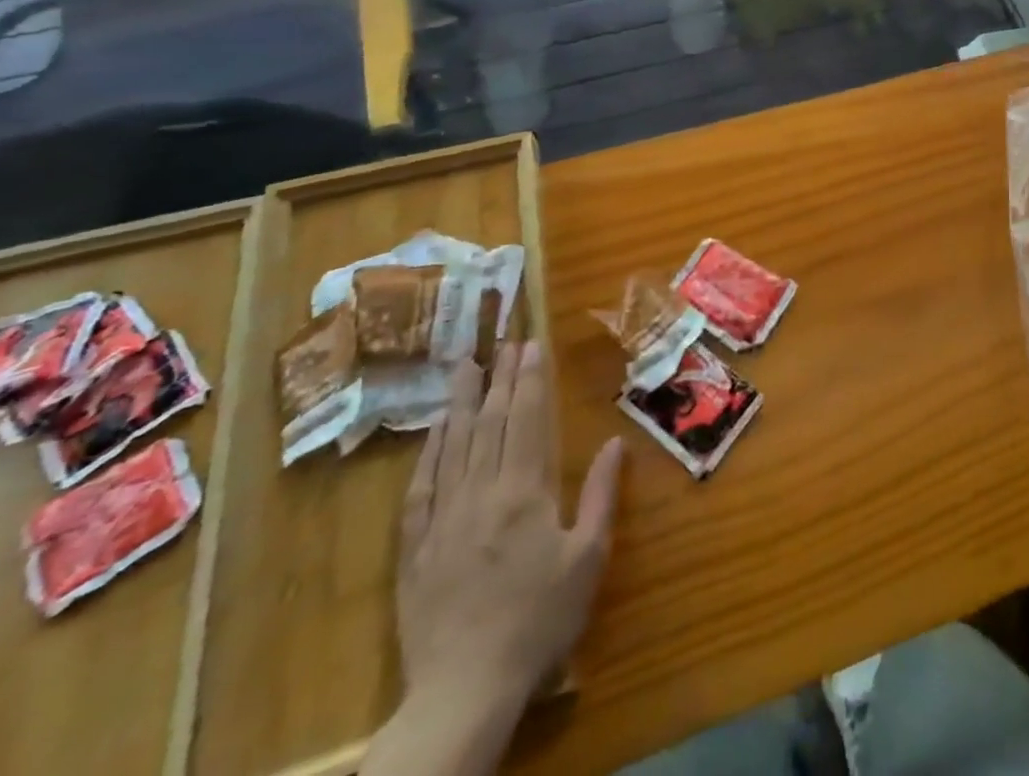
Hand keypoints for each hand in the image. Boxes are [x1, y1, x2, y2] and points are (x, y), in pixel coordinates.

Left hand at [397, 342, 621, 723]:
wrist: (464, 690)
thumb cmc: (539, 620)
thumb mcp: (587, 558)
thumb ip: (599, 495)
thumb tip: (614, 442)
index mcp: (526, 492)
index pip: (528, 420)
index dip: (531, 379)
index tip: (532, 344)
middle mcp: (481, 493)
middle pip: (493, 422)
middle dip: (502, 377)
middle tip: (505, 340)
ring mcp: (442, 518)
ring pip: (454, 445)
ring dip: (463, 401)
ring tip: (467, 364)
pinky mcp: (414, 547)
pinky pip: (420, 487)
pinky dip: (429, 451)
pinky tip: (435, 428)